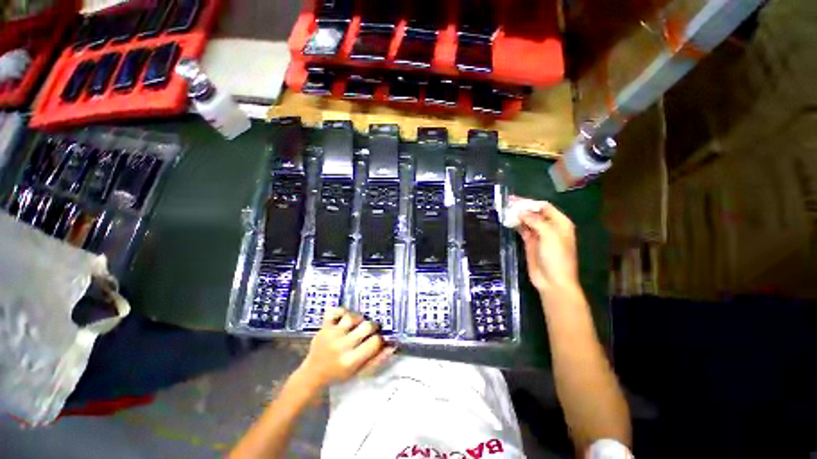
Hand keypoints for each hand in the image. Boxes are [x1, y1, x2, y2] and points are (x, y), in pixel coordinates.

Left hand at [296, 308, 395, 389]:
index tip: (377, 339)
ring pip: (352, 317)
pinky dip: (340, 310)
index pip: (374, 342)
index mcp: (351, 361)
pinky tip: (344, 316)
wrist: (313, 374)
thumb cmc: (339, 374)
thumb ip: (376, 360)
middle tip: (371, 329)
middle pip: (366, 326)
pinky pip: (333, 312)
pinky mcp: (324, 327)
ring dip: (359, 318)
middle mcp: (341, 346)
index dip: (380, 339)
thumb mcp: (359, 372)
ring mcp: (331, 335)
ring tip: (359, 323)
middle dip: (373, 326)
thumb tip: (392, 346)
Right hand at [512, 197, 579, 294]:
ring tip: (505, 210)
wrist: (553, 281)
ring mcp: (539, 235)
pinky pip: (522, 230)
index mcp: (560, 223)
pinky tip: (508, 221)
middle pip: (535, 213)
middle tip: (507, 203)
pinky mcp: (530, 243)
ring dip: (518, 216)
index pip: (545, 207)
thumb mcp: (549, 235)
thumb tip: (520, 211)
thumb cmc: (556, 257)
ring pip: (527, 221)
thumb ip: (535, 221)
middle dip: (522, 208)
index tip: (515, 200)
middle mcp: (550, 227)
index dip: (530, 203)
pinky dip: (516, 225)